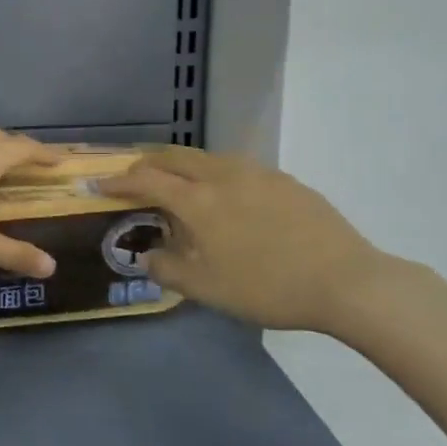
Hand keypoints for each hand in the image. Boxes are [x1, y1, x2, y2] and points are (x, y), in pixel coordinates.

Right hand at [98, 145, 384, 334]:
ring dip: (182, 166)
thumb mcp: (205, 288)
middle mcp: (223, 175)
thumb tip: (147, 255)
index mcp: (198, 201)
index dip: (119, 181)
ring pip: (207, 158)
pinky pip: (236, 168)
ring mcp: (258, 174)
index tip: (101, 186)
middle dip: (148, 163)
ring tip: (178, 186)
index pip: (146, 180)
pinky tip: (226, 198)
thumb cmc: (266, 287)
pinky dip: (214, 175)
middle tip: (134, 178)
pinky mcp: (285, 181)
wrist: (346, 281)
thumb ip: (167, 269)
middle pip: (175, 157)